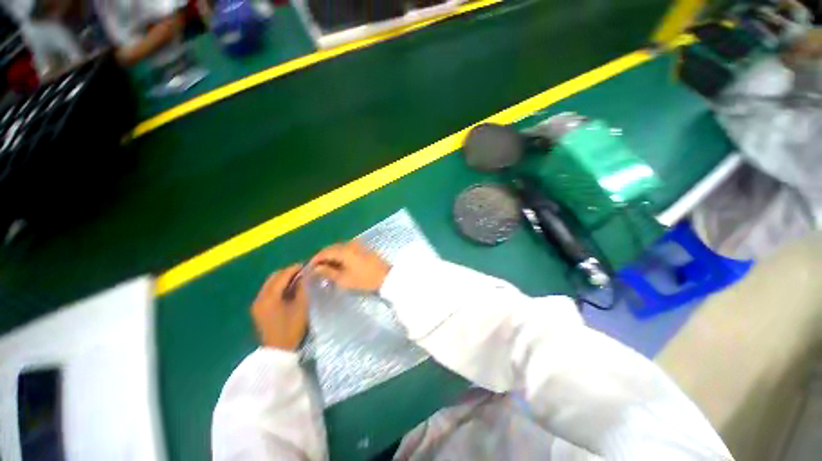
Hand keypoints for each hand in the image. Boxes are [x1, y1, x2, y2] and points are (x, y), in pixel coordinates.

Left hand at [250, 265, 308, 350]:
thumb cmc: (291, 328)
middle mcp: (260, 297)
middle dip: (288, 272)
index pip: (282, 276)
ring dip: (283, 279)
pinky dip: (279, 287)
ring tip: (298, 280)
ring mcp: (257, 304)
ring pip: (270, 283)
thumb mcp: (301, 306)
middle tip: (302, 273)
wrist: (278, 351)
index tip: (306, 266)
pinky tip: (289, 290)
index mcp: (269, 297)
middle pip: (274, 277)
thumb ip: (302, 288)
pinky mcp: (258, 309)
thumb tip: (305, 275)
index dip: (294, 269)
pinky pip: (268, 291)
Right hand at [309, 241, 390, 291]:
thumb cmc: (364, 280)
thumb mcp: (343, 279)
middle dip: (323, 257)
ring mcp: (358, 244)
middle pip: (331, 248)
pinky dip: (341, 255)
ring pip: (339, 248)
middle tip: (317, 269)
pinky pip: (347, 249)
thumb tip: (316, 268)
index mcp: (344, 250)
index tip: (309, 268)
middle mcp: (350, 244)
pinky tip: (340, 264)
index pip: (324, 252)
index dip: (315, 259)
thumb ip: (328, 272)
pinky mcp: (363, 247)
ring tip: (327, 268)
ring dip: (332, 256)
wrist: (386, 277)